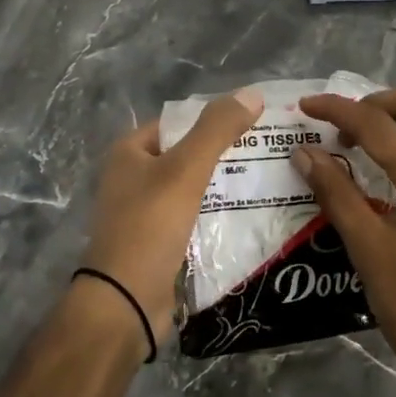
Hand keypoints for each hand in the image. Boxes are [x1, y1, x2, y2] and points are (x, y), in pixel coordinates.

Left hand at [79, 88, 264, 348]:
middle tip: (270, 153)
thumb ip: (217, 130)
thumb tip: (252, 93)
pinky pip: (195, 219)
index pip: (179, 122)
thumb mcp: (186, 170)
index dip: (214, 120)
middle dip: (225, 155)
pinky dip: (218, 215)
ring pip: (194, 189)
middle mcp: (133, 178)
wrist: (125, 302)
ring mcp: (145, 213)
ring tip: (269, 180)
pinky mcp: (159, 243)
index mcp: (130, 152)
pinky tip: (251, 216)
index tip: (256, 123)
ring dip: (225, 186)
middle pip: (188, 155)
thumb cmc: (149, 226)